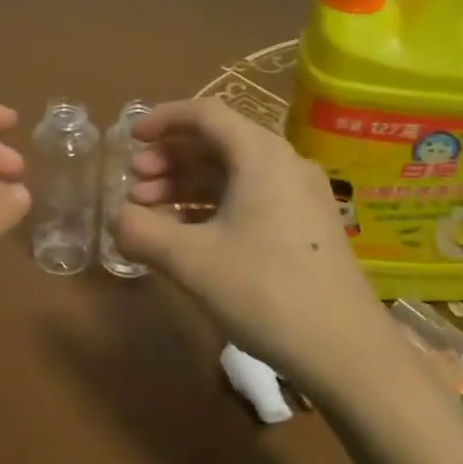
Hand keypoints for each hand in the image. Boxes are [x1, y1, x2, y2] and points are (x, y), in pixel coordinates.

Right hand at [108, 98, 394, 400]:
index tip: (130, 140)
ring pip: (234, 172)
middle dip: (170, 158)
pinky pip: (251, 197)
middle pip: (218, 142)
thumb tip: (116, 218)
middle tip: (135, 184)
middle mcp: (284, 163)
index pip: (205, 114)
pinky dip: (214, 205)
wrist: (346, 349)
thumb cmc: (265, 292)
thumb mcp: (192, 262)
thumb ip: (142, 232)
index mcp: (261, 155)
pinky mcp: (306, 225)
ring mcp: (300, 194)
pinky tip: (188, 233)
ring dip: (189, 184)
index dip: (162, 120)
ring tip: (151, 210)